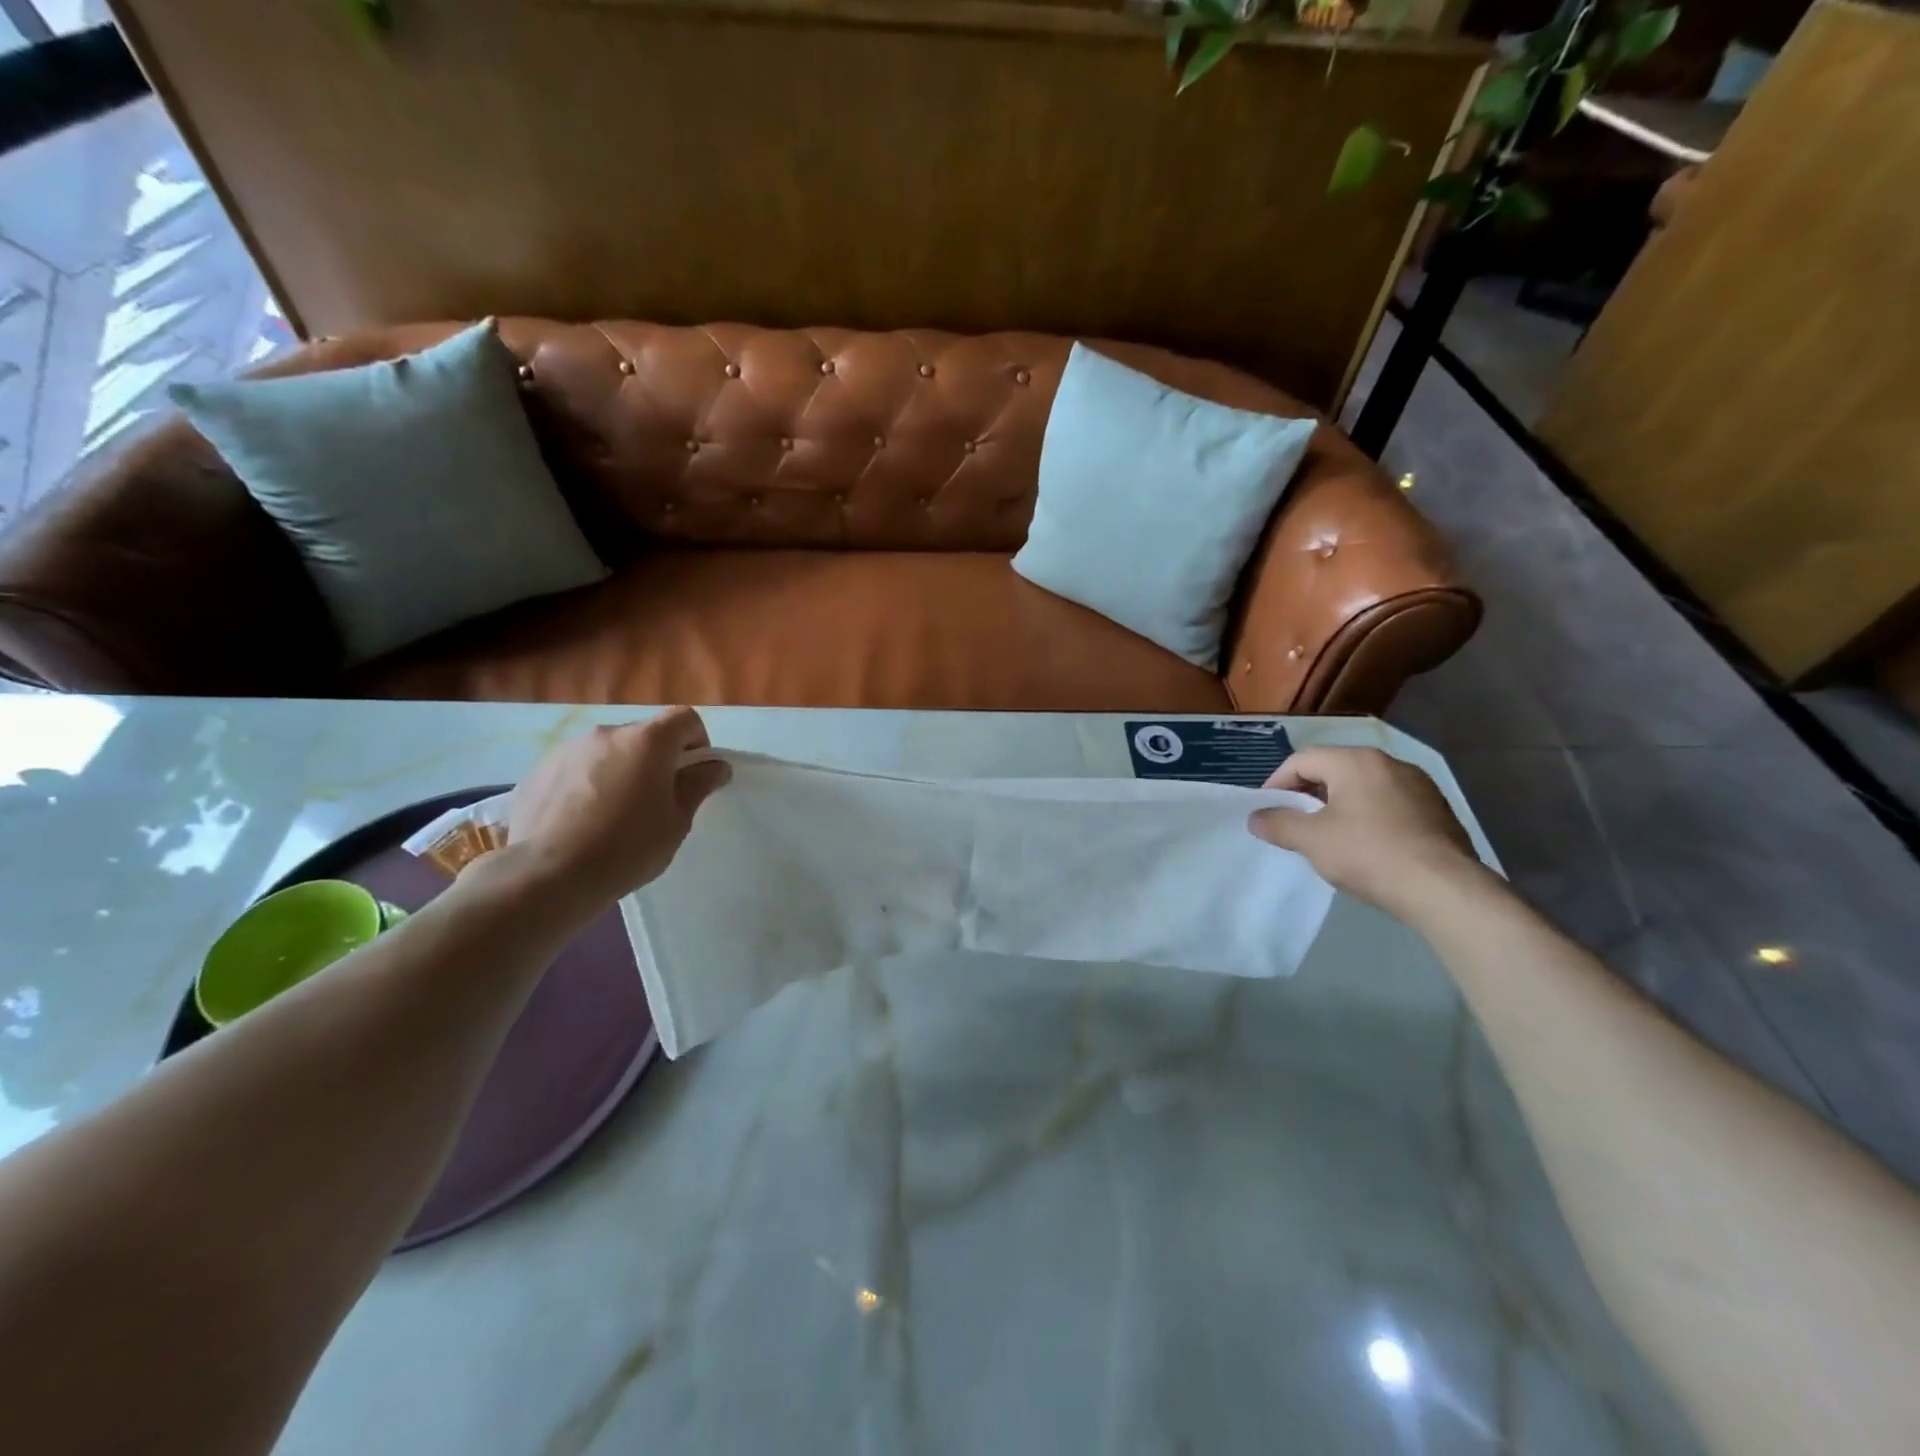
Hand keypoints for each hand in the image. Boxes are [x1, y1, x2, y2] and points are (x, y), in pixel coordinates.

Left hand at [503, 707, 730, 908]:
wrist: (548, 877)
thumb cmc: (627, 848)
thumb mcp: (676, 822)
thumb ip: (697, 786)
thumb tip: (715, 766)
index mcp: (647, 741)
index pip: (684, 718)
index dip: (697, 742)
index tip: (693, 775)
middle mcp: (606, 734)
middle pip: (643, 735)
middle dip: (655, 759)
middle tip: (654, 801)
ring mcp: (566, 750)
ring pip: (606, 752)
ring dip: (618, 771)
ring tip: (612, 814)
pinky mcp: (536, 772)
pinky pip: (574, 770)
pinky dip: (584, 785)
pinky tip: (580, 822)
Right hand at [1247, 746, 1482, 920]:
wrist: (1444, 890)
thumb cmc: (1369, 854)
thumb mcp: (1311, 840)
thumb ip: (1278, 824)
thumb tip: (1256, 817)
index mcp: (1356, 761)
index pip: (1302, 760)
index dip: (1277, 784)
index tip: (1267, 811)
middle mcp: (1390, 763)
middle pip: (1334, 770)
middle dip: (1308, 795)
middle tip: (1294, 824)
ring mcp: (1419, 786)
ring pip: (1363, 788)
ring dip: (1339, 806)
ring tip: (1328, 837)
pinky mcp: (1438, 811)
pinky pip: (1390, 805)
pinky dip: (1369, 818)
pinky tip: (1366, 847)